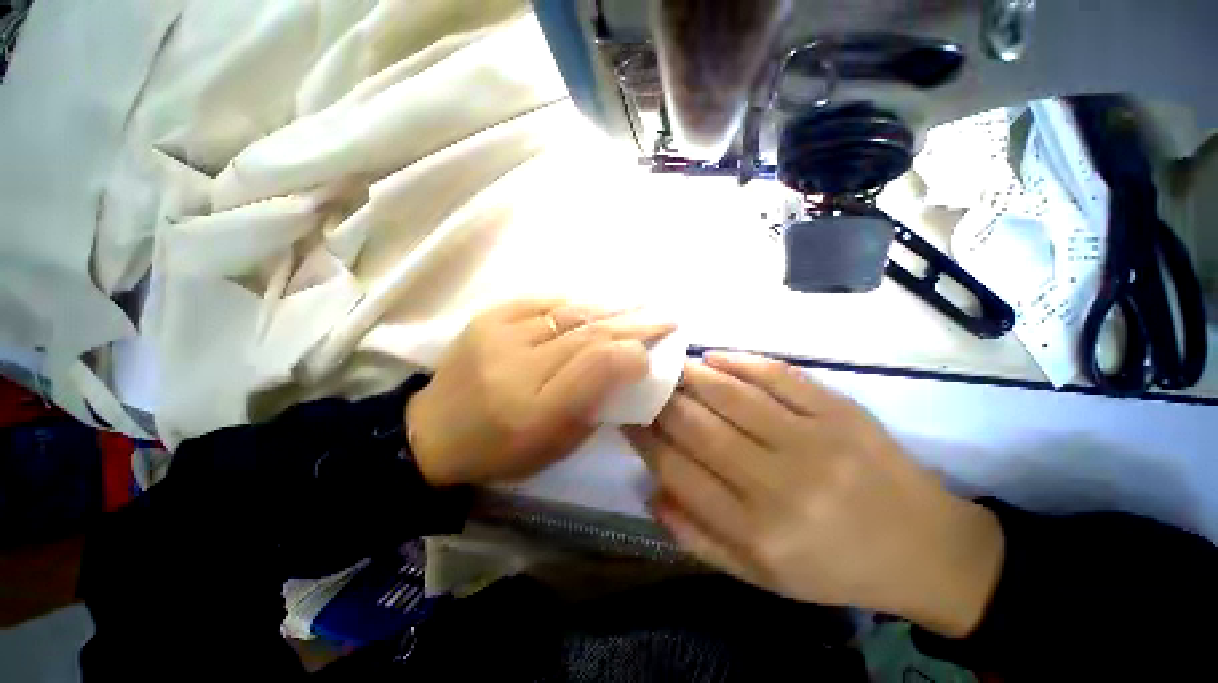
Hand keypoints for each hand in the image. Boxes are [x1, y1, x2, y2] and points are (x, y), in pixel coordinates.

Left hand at [407, 299, 675, 486]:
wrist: (432, 433)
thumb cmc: (501, 450)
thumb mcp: (556, 443)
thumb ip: (594, 405)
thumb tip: (625, 366)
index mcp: (535, 411)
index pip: (597, 366)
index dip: (632, 355)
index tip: (653, 354)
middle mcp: (517, 366)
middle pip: (588, 334)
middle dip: (634, 324)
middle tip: (666, 317)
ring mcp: (499, 334)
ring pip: (571, 313)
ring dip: (612, 308)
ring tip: (643, 301)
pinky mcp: (489, 316)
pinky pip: (545, 302)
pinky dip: (578, 304)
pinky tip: (600, 304)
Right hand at [624, 351, 1003, 637]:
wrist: (925, 549)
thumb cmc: (834, 567)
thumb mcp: (761, 576)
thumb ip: (698, 536)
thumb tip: (651, 490)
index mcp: (757, 530)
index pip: (677, 468)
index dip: (644, 437)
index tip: (626, 415)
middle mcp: (779, 482)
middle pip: (698, 425)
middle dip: (661, 399)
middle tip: (642, 383)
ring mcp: (814, 439)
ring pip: (732, 394)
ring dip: (692, 375)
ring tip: (670, 366)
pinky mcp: (840, 410)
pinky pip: (778, 375)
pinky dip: (740, 361)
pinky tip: (714, 357)